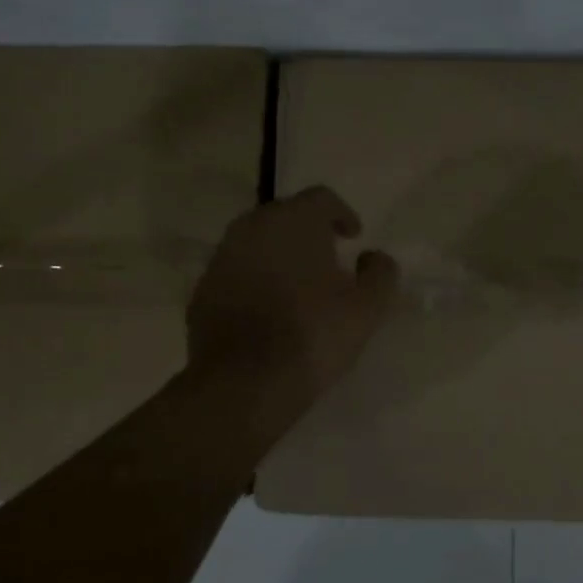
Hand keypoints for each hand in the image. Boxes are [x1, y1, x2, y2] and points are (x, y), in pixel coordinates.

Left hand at [186, 186, 398, 431]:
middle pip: (284, 216)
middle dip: (308, 232)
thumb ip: (381, 273)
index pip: (321, 198)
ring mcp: (221, 259)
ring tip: (298, 286)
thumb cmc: (314, 335)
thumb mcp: (368, 307)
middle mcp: (252, 228)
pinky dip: (254, 281)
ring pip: (256, 244)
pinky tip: (268, 311)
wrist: (244, 384)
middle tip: (327, 260)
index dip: (342, 214)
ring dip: (278, 256)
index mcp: (293, 222)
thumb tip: (373, 257)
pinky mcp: (202, 291)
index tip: (354, 238)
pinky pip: (236, 273)